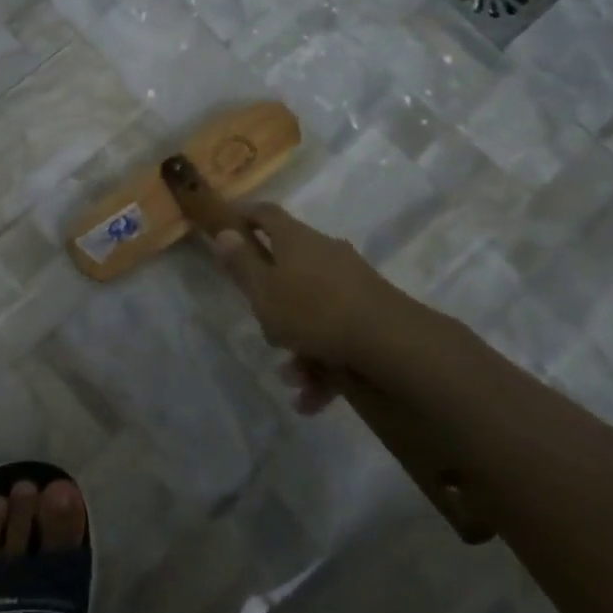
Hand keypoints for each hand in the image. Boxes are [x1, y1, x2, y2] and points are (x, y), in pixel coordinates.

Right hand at [209, 203, 402, 406]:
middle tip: (263, 326)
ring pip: (312, 310)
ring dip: (298, 345)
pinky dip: (322, 365)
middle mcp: (324, 253)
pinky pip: (335, 334)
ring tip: (292, 377)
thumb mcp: (263, 291)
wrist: (388, 342)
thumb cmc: (312, 310)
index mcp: (295, 240)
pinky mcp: (370, 312)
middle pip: (289, 268)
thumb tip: (225, 232)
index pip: (265, 214)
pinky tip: (311, 397)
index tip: (229, 227)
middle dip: (273, 303)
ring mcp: (351, 282)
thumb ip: (241, 264)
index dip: (245, 216)